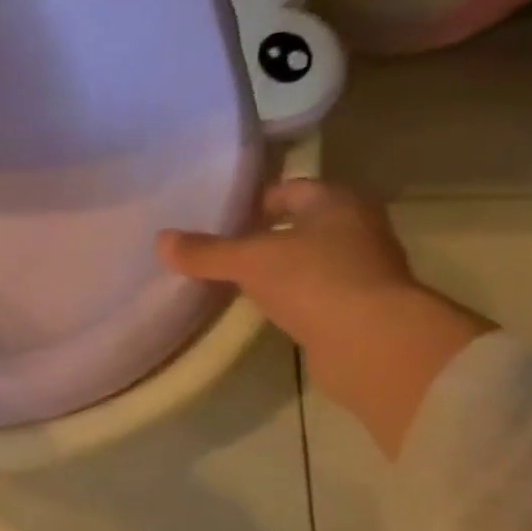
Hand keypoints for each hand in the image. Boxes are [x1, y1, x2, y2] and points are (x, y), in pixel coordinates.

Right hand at [157, 177, 493, 457]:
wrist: (371, 341)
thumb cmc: (314, 281)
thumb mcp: (250, 261)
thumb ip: (206, 252)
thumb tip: (160, 240)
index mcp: (336, 201)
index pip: (290, 189)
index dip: (254, 202)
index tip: (221, 220)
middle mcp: (355, 227)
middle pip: (301, 224)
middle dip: (264, 235)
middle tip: (222, 251)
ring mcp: (362, 268)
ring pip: (308, 258)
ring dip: (278, 267)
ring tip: (236, 281)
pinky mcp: (359, 306)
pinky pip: (315, 291)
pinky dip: (291, 295)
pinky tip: (265, 309)